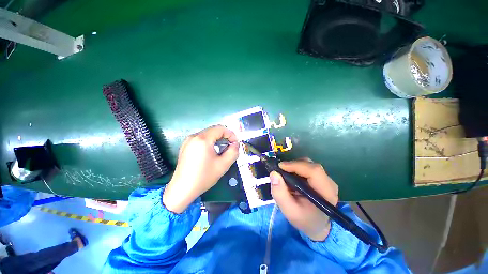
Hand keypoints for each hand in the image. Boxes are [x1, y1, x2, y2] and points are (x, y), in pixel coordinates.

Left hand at [163, 125, 238, 213]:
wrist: (182, 189)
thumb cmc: (204, 177)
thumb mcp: (223, 165)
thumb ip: (233, 152)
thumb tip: (235, 144)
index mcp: (203, 139)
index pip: (220, 128)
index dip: (231, 134)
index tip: (235, 144)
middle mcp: (194, 136)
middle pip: (214, 130)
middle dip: (224, 137)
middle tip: (229, 148)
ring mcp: (188, 141)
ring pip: (207, 134)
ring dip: (217, 140)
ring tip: (221, 151)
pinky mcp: (185, 146)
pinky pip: (201, 139)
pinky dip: (209, 142)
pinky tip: (211, 153)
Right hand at [270, 159, 338, 240]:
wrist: (316, 225)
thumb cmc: (304, 219)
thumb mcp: (289, 211)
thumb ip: (279, 193)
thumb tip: (273, 173)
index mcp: (326, 193)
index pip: (314, 171)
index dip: (296, 165)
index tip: (280, 166)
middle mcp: (329, 183)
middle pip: (311, 165)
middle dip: (293, 165)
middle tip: (280, 170)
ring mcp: (327, 179)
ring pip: (309, 164)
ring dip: (295, 166)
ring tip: (286, 174)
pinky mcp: (322, 178)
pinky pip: (308, 167)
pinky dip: (297, 168)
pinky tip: (292, 176)